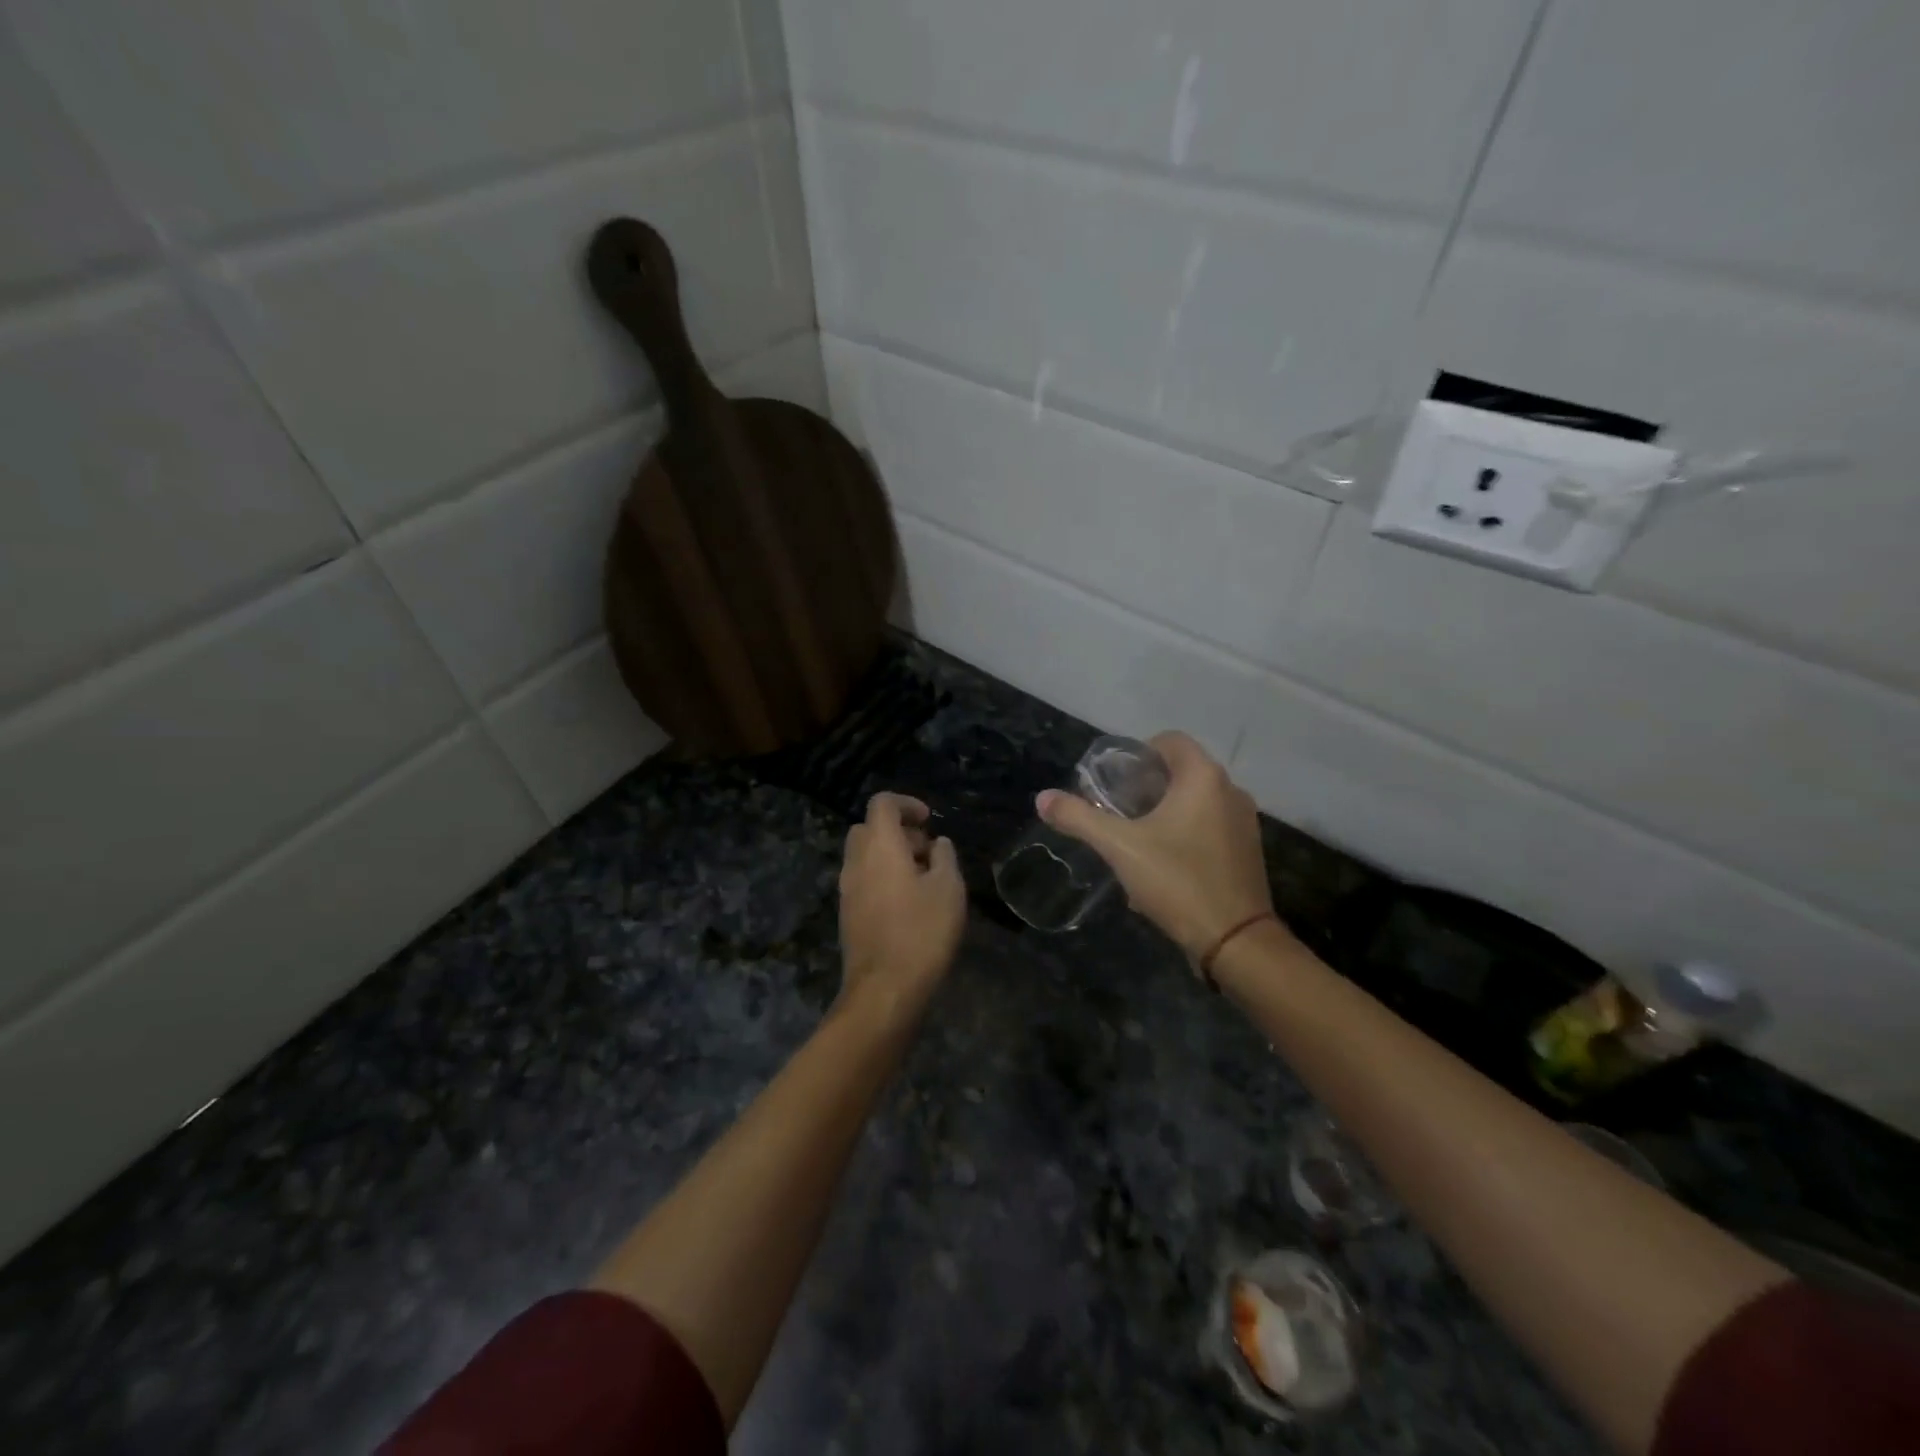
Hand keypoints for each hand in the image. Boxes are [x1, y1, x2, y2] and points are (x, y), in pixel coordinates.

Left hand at [838, 793, 966, 1024]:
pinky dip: (882, 877)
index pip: (882, 803)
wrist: (885, 988)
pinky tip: (908, 903)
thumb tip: (937, 844)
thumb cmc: (922, 931)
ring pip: (864, 855)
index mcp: (879, 846)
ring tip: (923, 879)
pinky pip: (863, 880)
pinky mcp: (847, 914)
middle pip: (869, 828)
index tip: (930, 821)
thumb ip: (945, 857)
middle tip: (928, 852)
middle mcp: (856, 861)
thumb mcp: (949, 888)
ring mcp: (847, 889)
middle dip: (898, 831)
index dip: (907, 804)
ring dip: (890, 856)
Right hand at [1038, 732, 1279, 961]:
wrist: (1235, 940)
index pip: (1169, 740)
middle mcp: (1230, 790)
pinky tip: (1162, 864)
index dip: (1137, 753)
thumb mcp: (1119, 847)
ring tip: (1134, 838)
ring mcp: (1244, 821)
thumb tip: (1042, 798)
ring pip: (1195, 801)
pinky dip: (1184, 832)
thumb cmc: (1177, 880)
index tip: (1114, 782)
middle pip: (1181, 771)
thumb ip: (1079, 818)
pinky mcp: (1247, 849)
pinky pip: (1209, 825)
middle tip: (1116, 811)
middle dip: (1145, 787)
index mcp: (1203, 777)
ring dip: (1163, 812)